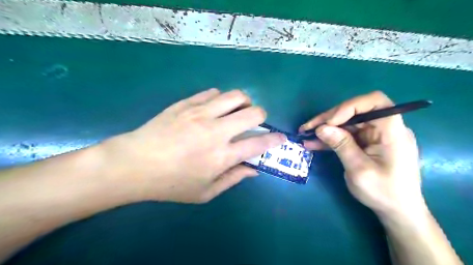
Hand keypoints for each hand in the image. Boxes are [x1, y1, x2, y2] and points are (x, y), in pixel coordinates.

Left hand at [103, 88, 284, 201]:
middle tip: (254, 123)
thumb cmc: (170, 184)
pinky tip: (214, 108)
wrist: (134, 164)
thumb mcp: (205, 192)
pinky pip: (212, 93)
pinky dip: (220, 99)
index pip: (259, 143)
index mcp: (222, 156)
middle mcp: (216, 131)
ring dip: (243, 103)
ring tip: (236, 111)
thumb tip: (254, 169)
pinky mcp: (186, 103)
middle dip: (261, 116)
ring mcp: (200, 113)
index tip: (281, 138)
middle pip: (253, 112)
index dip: (275, 139)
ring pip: (235, 96)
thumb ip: (233, 179)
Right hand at [301, 91, 427, 219]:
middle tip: (307, 128)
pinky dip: (330, 138)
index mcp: (392, 131)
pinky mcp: (366, 143)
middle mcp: (384, 128)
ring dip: (325, 128)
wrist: (397, 211)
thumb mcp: (359, 170)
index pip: (374, 102)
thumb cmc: (384, 192)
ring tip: (305, 134)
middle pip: (354, 112)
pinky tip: (313, 143)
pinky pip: (346, 135)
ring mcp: (374, 135)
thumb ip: (341, 146)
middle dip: (329, 119)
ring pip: (346, 123)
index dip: (349, 106)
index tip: (329, 122)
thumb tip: (321, 128)